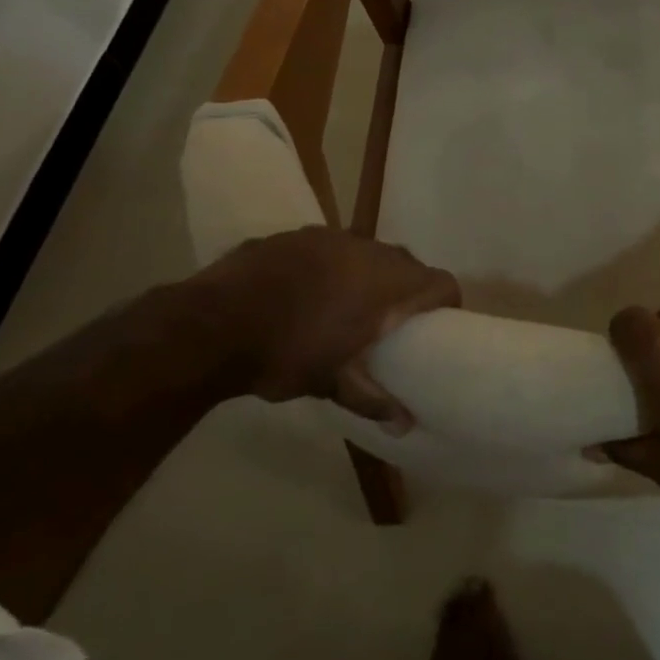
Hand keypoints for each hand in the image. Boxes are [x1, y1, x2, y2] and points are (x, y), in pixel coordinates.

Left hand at [191, 227, 458, 428]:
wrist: (212, 323)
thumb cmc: (285, 353)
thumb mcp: (331, 383)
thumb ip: (372, 398)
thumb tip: (405, 425)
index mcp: (388, 283)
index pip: (440, 282)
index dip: (447, 302)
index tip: (440, 325)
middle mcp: (369, 250)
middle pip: (406, 264)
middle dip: (406, 290)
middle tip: (392, 323)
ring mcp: (330, 237)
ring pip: (366, 252)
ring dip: (367, 276)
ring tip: (347, 307)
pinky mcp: (296, 235)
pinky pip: (329, 249)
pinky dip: (330, 268)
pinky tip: (304, 293)